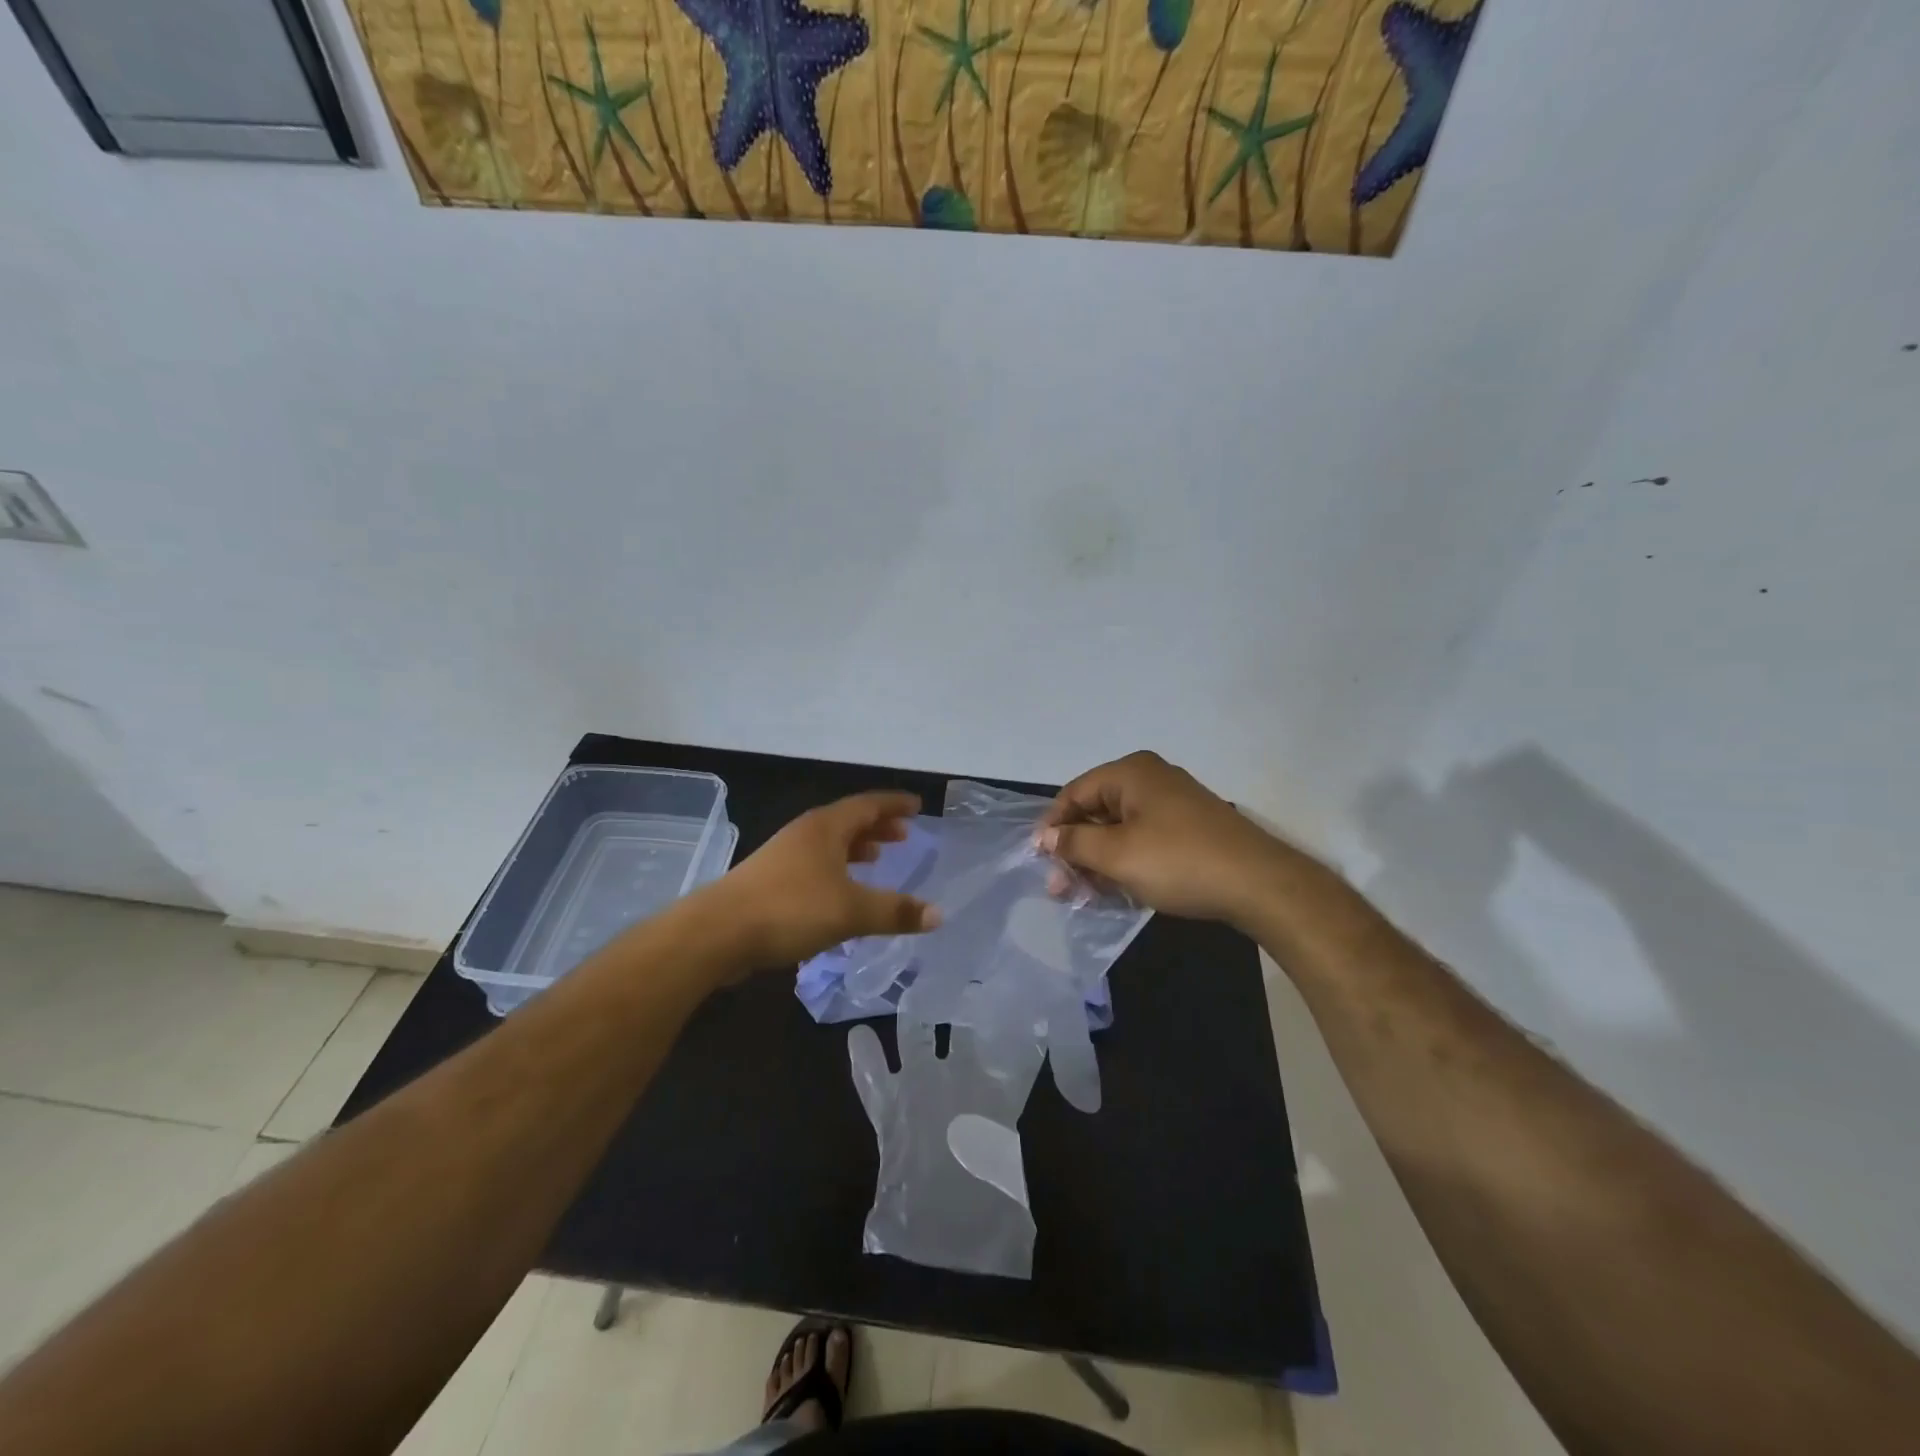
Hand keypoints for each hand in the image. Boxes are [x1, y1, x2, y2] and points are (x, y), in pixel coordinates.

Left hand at [709, 792, 942, 968]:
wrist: (717, 932)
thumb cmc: (790, 909)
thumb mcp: (851, 911)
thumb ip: (895, 911)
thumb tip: (938, 914)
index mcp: (826, 828)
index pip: (868, 805)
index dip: (894, 805)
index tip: (917, 805)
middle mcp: (805, 834)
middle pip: (848, 821)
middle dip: (877, 826)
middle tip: (903, 835)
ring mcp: (783, 856)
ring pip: (829, 843)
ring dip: (856, 847)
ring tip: (877, 858)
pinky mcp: (770, 881)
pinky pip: (815, 864)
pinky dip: (837, 869)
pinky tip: (841, 892)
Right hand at [1035, 751, 1292, 926]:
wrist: (1258, 884)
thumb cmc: (1179, 862)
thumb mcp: (1117, 855)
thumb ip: (1075, 843)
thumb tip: (1045, 836)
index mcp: (1131, 773)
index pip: (1074, 793)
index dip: (1053, 826)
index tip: (1040, 861)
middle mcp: (1150, 779)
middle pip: (1096, 810)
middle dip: (1075, 848)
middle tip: (1061, 887)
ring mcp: (1173, 802)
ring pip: (1119, 828)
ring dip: (1098, 860)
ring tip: (1086, 895)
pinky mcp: (1189, 827)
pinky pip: (1143, 838)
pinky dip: (1125, 861)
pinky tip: (1117, 890)